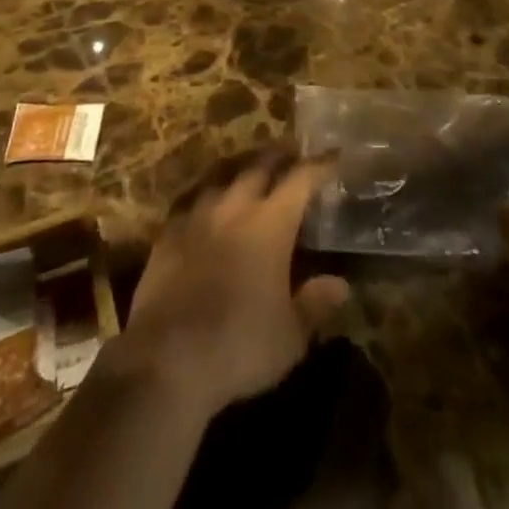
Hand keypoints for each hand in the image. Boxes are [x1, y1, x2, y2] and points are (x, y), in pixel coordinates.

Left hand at [121, 150, 350, 420]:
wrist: (168, 357)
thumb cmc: (240, 345)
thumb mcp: (291, 335)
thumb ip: (315, 303)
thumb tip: (340, 284)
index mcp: (271, 223)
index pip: (300, 180)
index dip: (318, 166)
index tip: (332, 155)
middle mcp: (235, 206)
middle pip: (259, 166)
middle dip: (278, 156)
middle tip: (290, 152)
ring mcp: (198, 214)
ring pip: (222, 174)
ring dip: (241, 167)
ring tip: (249, 167)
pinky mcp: (168, 231)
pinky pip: (191, 198)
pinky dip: (206, 192)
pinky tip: (206, 200)